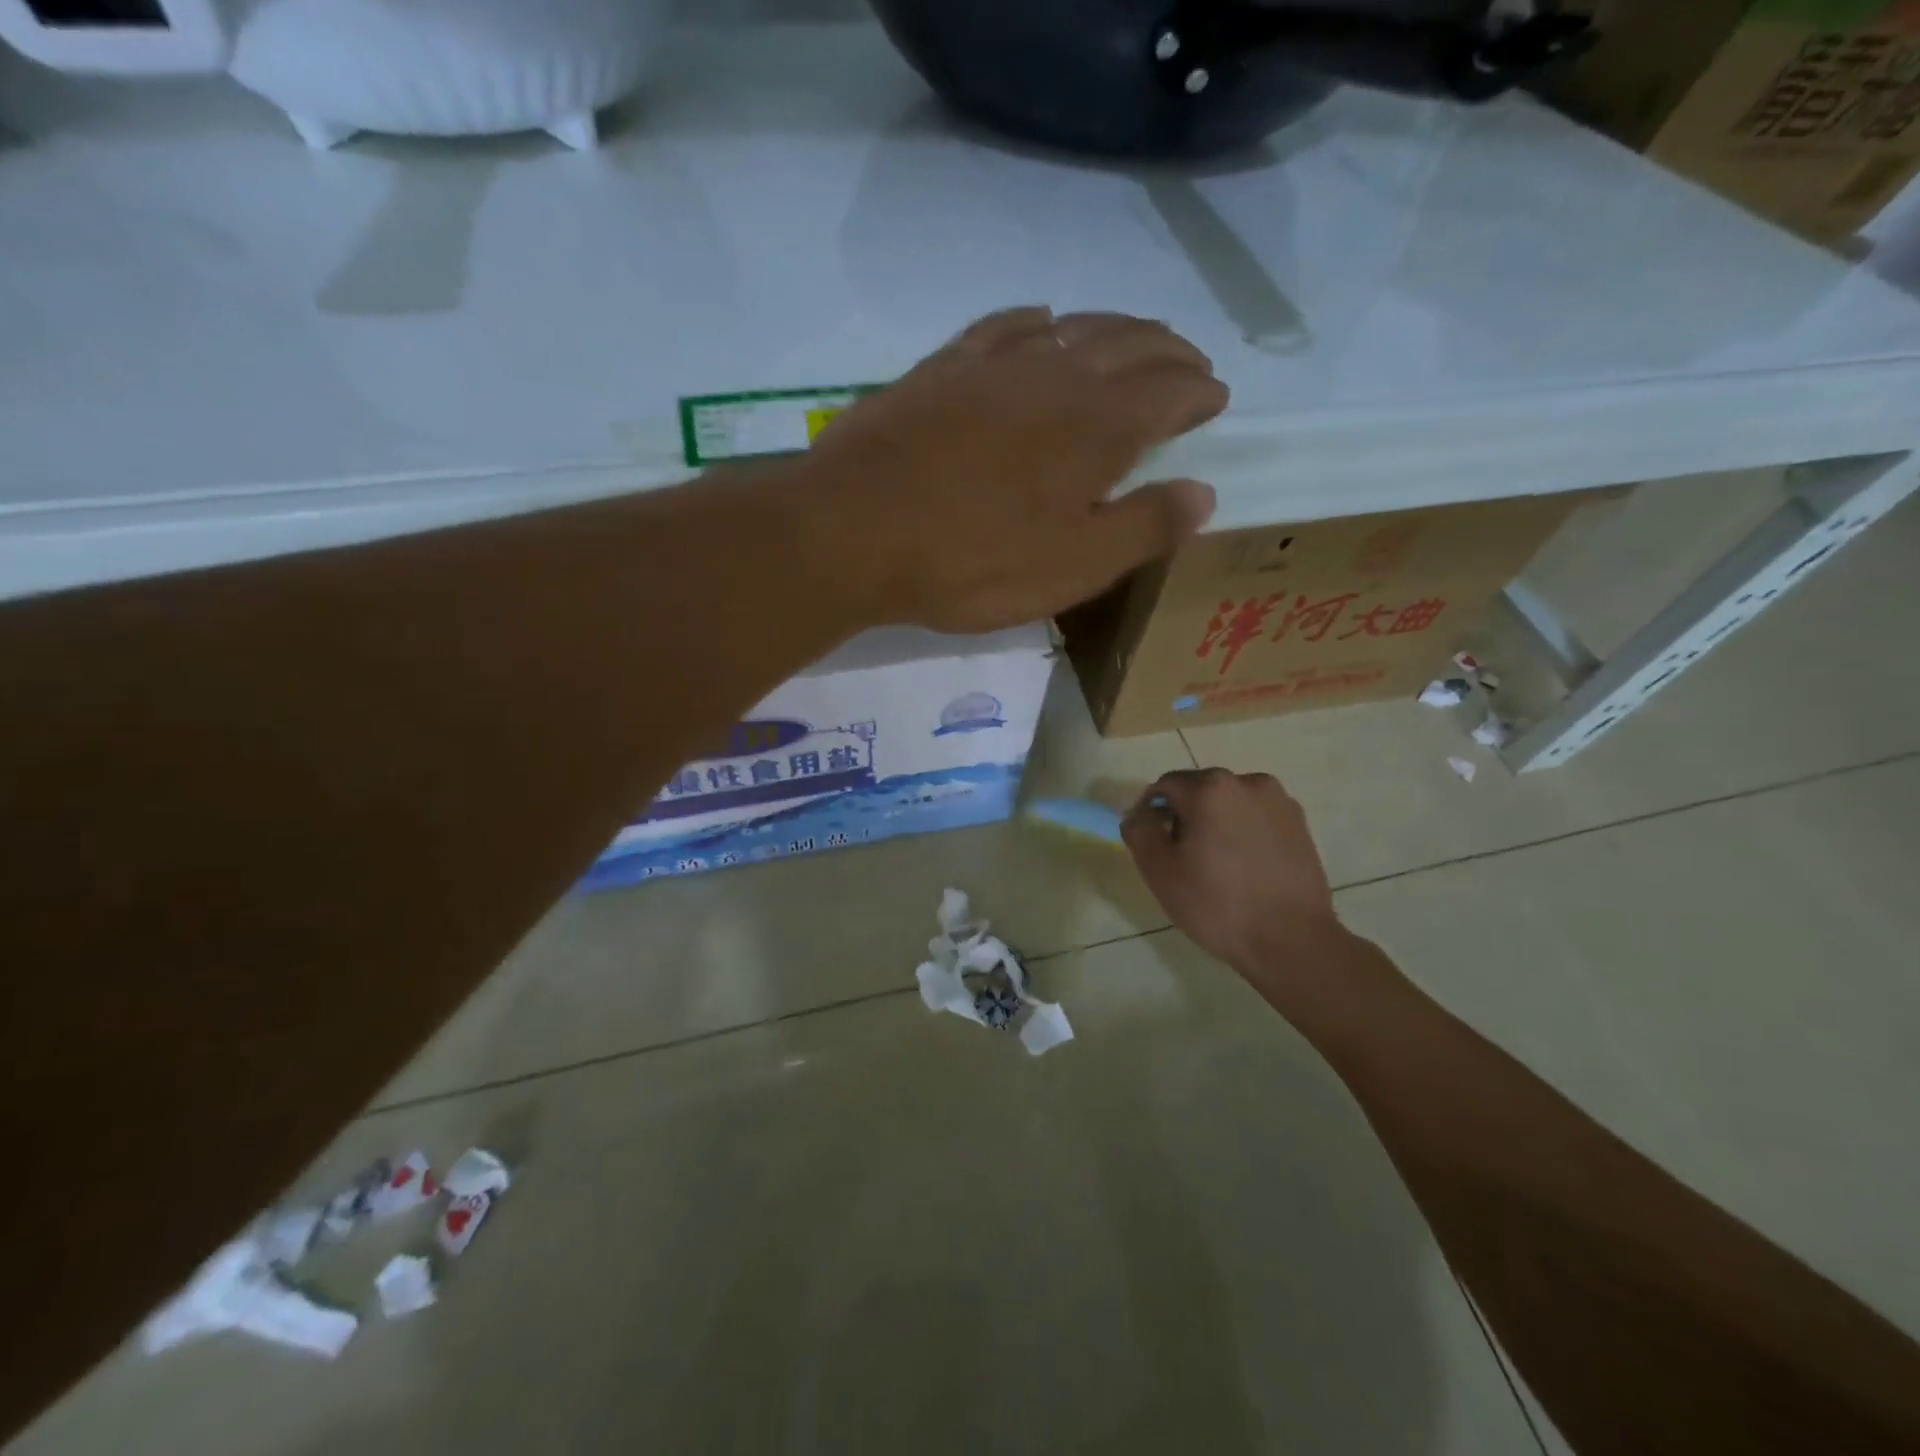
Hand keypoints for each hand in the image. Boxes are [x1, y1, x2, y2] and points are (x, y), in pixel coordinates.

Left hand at [800, 307, 1226, 633]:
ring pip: (1071, 328)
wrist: (851, 532)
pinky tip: (1041, 322)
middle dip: (1168, 351)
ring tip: (1131, 339)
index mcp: (1096, 426)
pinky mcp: (939, 370)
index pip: (1168, 392)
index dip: (1198, 392)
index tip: (1215, 396)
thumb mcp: (1071, 566)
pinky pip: (1001, 327)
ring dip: (1113, 329)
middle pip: (1129, 345)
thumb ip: (1142, 528)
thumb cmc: (970, 562)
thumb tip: (1203, 493)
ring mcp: (991, 366)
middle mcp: (1054, 377)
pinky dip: (1034, 322)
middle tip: (1189, 362)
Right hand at [1122, 769, 1348, 977]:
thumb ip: (1139, 831)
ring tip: (1217, 868)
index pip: (1164, 787)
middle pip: (1199, 792)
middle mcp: (1248, 782)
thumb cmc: (1217, 904)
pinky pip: (1257, 819)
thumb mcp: (1159, 870)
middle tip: (1182, 861)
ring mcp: (1280, 802)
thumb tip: (1140, 815)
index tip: (1152, 848)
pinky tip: (1245, 870)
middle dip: (1185, 818)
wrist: (1292, 941)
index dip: (1151, 815)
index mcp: (1210, 787)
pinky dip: (1244, 835)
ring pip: (1230, 805)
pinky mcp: (1300, 825)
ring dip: (1216, 825)